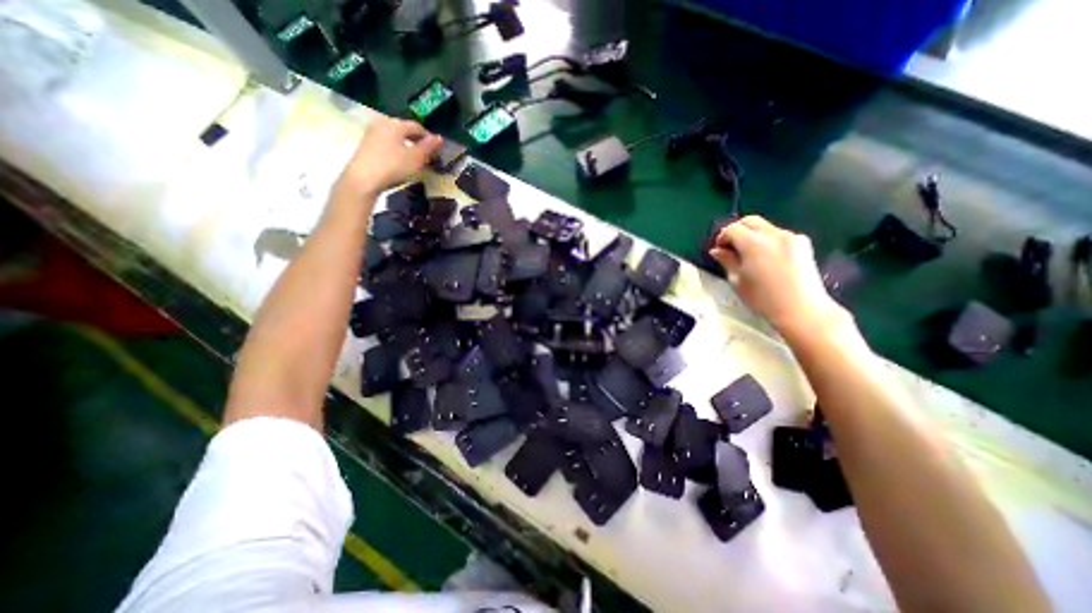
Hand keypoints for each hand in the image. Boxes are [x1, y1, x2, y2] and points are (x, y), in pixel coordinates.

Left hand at [332, 114, 436, 197]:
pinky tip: (400, 162)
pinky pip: (387, 143)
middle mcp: (382, 123)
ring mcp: (372, 134)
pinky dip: (397, 150)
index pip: (417, 126)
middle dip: (417, 141)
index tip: (436, 150)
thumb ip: (428, 147)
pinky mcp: (366, 145)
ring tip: (415, 160)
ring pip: (395, 137)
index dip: (429, 137)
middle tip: (427, 155)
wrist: (363, 180)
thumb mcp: (416, 158)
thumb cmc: (393, 166)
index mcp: (395, 124)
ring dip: (407, 146)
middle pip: (404, 130)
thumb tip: (439, 137)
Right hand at [705, 215, 848, 339]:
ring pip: (765, 227)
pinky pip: (779, 234)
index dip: (722, 237)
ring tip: (748, 254)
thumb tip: (716, 250)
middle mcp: (773, 234)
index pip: (732, 229)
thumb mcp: (737, 281)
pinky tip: (767, 257)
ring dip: (753, 235)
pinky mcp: (803, 243)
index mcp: (753, 243)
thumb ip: (727, 261)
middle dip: (737, 230)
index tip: (718, 250)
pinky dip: (768, 240)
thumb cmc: (763, 298)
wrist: (801, 309)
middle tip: (730, 246)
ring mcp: (791, 237)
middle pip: (750, 221)